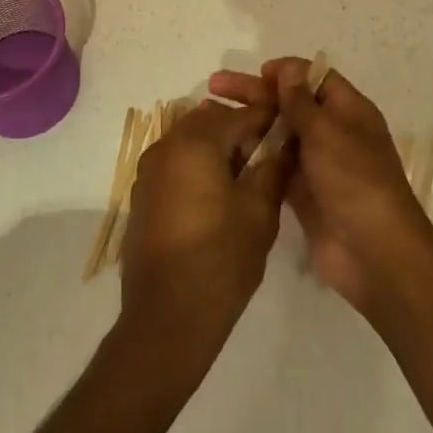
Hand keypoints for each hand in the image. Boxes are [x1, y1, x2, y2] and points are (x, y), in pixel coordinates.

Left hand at [118, 90, 288, 376]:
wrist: (167, 317)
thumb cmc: (220, 259)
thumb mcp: (259, 212)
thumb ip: (273, 168)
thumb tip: (286, 143)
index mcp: (195, 142)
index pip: (239, 115)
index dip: (268, 118)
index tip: (290, 127)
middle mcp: (166, 146)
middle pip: (210, 122)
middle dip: (240, 132)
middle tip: (267, 159)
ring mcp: (149, 170)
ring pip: (191, 141)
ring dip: (218, 149)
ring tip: (245, 180)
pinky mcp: (142, 194)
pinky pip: (176, 164)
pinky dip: (198, 167)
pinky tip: (217, 198)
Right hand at [210, 59, 432, 317]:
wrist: (373, 252)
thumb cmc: (354, 179)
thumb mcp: (327, 131)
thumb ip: (301, 101)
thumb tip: (288, 68)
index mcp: (349, 111)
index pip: (315, 78)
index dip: (286, 71)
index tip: (256, 72)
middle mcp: (333, 132)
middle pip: (290, 104)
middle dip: (256, 93)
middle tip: (214, 87)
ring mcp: (317, 164)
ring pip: (279, 134)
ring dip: (250, 124)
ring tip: (211, 118)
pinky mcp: (302, 193)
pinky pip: (274, 166)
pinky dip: (253, 156)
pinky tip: (224, 151)